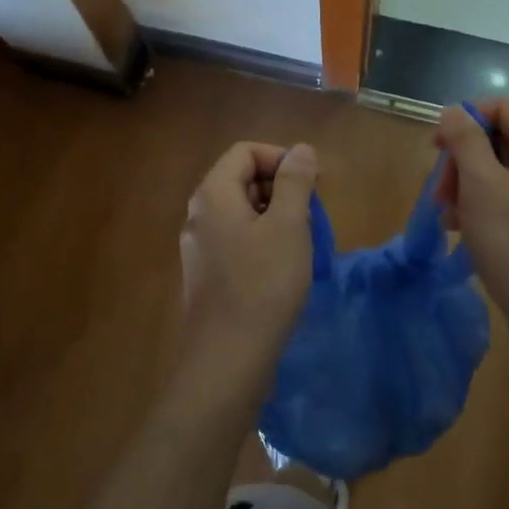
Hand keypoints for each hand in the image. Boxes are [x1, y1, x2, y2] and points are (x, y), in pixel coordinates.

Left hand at [178, 142, 317, 391]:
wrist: (228, 359)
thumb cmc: (263, 284)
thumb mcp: (289, 225)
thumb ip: (295, 181)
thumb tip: (300, 149)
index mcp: (213, 194)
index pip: (245, 151)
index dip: (279, 158)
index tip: (309, 184)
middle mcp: (199, 214)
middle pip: (241, 179)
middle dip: (279, 188)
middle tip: (309, 215)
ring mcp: (199, 246)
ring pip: (241, 212)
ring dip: (274, 216)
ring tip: (300, 243)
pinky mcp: (206, 274)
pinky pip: (235, 239)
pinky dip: (261, 241)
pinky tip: (282, 269)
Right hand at [434, 99, 508, 336]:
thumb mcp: (481, 184)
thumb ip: (465, 140)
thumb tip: (455, 110)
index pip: (503, 107)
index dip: (466, 118)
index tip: (437, 146)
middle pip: (500, 139)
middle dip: (463, 159)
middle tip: (440, 191)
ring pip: (501, 172)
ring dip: (468, 185)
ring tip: (447, 215)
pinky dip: (484, 206)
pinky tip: (464, 230)